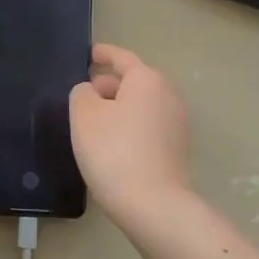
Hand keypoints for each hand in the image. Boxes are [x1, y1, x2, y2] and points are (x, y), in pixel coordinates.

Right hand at [69, 44, 191, 224]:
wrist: (154, 205)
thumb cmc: (114, 151)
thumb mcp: (83, 114)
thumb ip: (82, 93)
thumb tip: (92, 92)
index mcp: (146, 79)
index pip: (121, 58)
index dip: (103, 53)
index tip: (89, 53)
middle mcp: (167, 95)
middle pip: (134, 81)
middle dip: (108, 83)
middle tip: (83, 94)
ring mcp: (176, 124)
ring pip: (141, 105)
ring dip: (119, 107)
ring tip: (93, 121)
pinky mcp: (177, 149)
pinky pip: (148, 125)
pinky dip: (129, 126)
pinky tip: (111, 144)